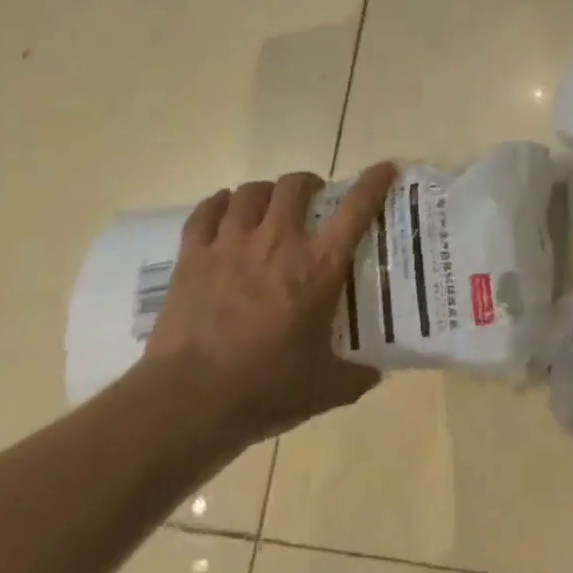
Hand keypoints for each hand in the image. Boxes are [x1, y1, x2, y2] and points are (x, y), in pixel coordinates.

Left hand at [143, 166, 396, 450]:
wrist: (187, 403)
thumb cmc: (264, 390)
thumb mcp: (324, 388)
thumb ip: (356, 376)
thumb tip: (376, 373)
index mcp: (319, 266)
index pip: (356, 207)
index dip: (374, 182)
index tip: (384, 170)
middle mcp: (279, 242)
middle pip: (295, 185)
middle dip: (307, 184)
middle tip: (311, 200)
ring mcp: (232, 244)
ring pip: (251, 192)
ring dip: (265, 193)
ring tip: (267, 207)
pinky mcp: (193, 257)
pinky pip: (206, 212)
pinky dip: (219, 204)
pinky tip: (224, 210)